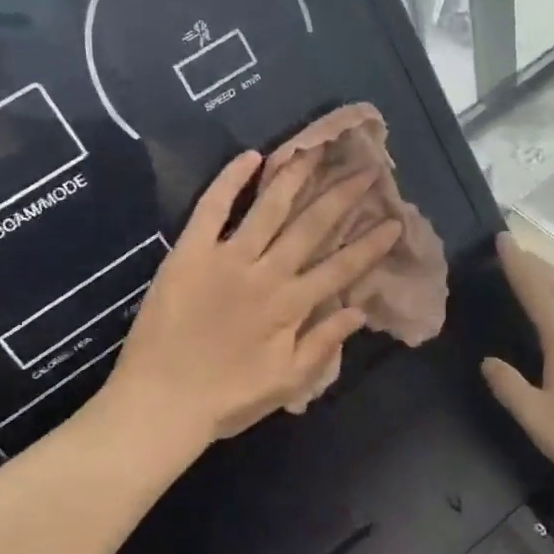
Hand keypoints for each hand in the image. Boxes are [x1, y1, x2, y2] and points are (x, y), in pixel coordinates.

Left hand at [107, 150, 402, 451]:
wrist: (159, 403)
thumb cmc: (226, 400)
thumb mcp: (286, 382)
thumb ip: (323, 343)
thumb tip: (359, 310)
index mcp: (291, 306)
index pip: (341, 267)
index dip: (370, 244)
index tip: (394, 220)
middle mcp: (265, 273)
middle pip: (311, 227)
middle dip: (341, 196)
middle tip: (365, 169)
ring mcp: (226, 258)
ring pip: (268, 208)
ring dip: (295, 177)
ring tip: (316, 150)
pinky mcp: (189, 252)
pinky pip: (212, 208)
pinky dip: (230, 181)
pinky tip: (251, 157)